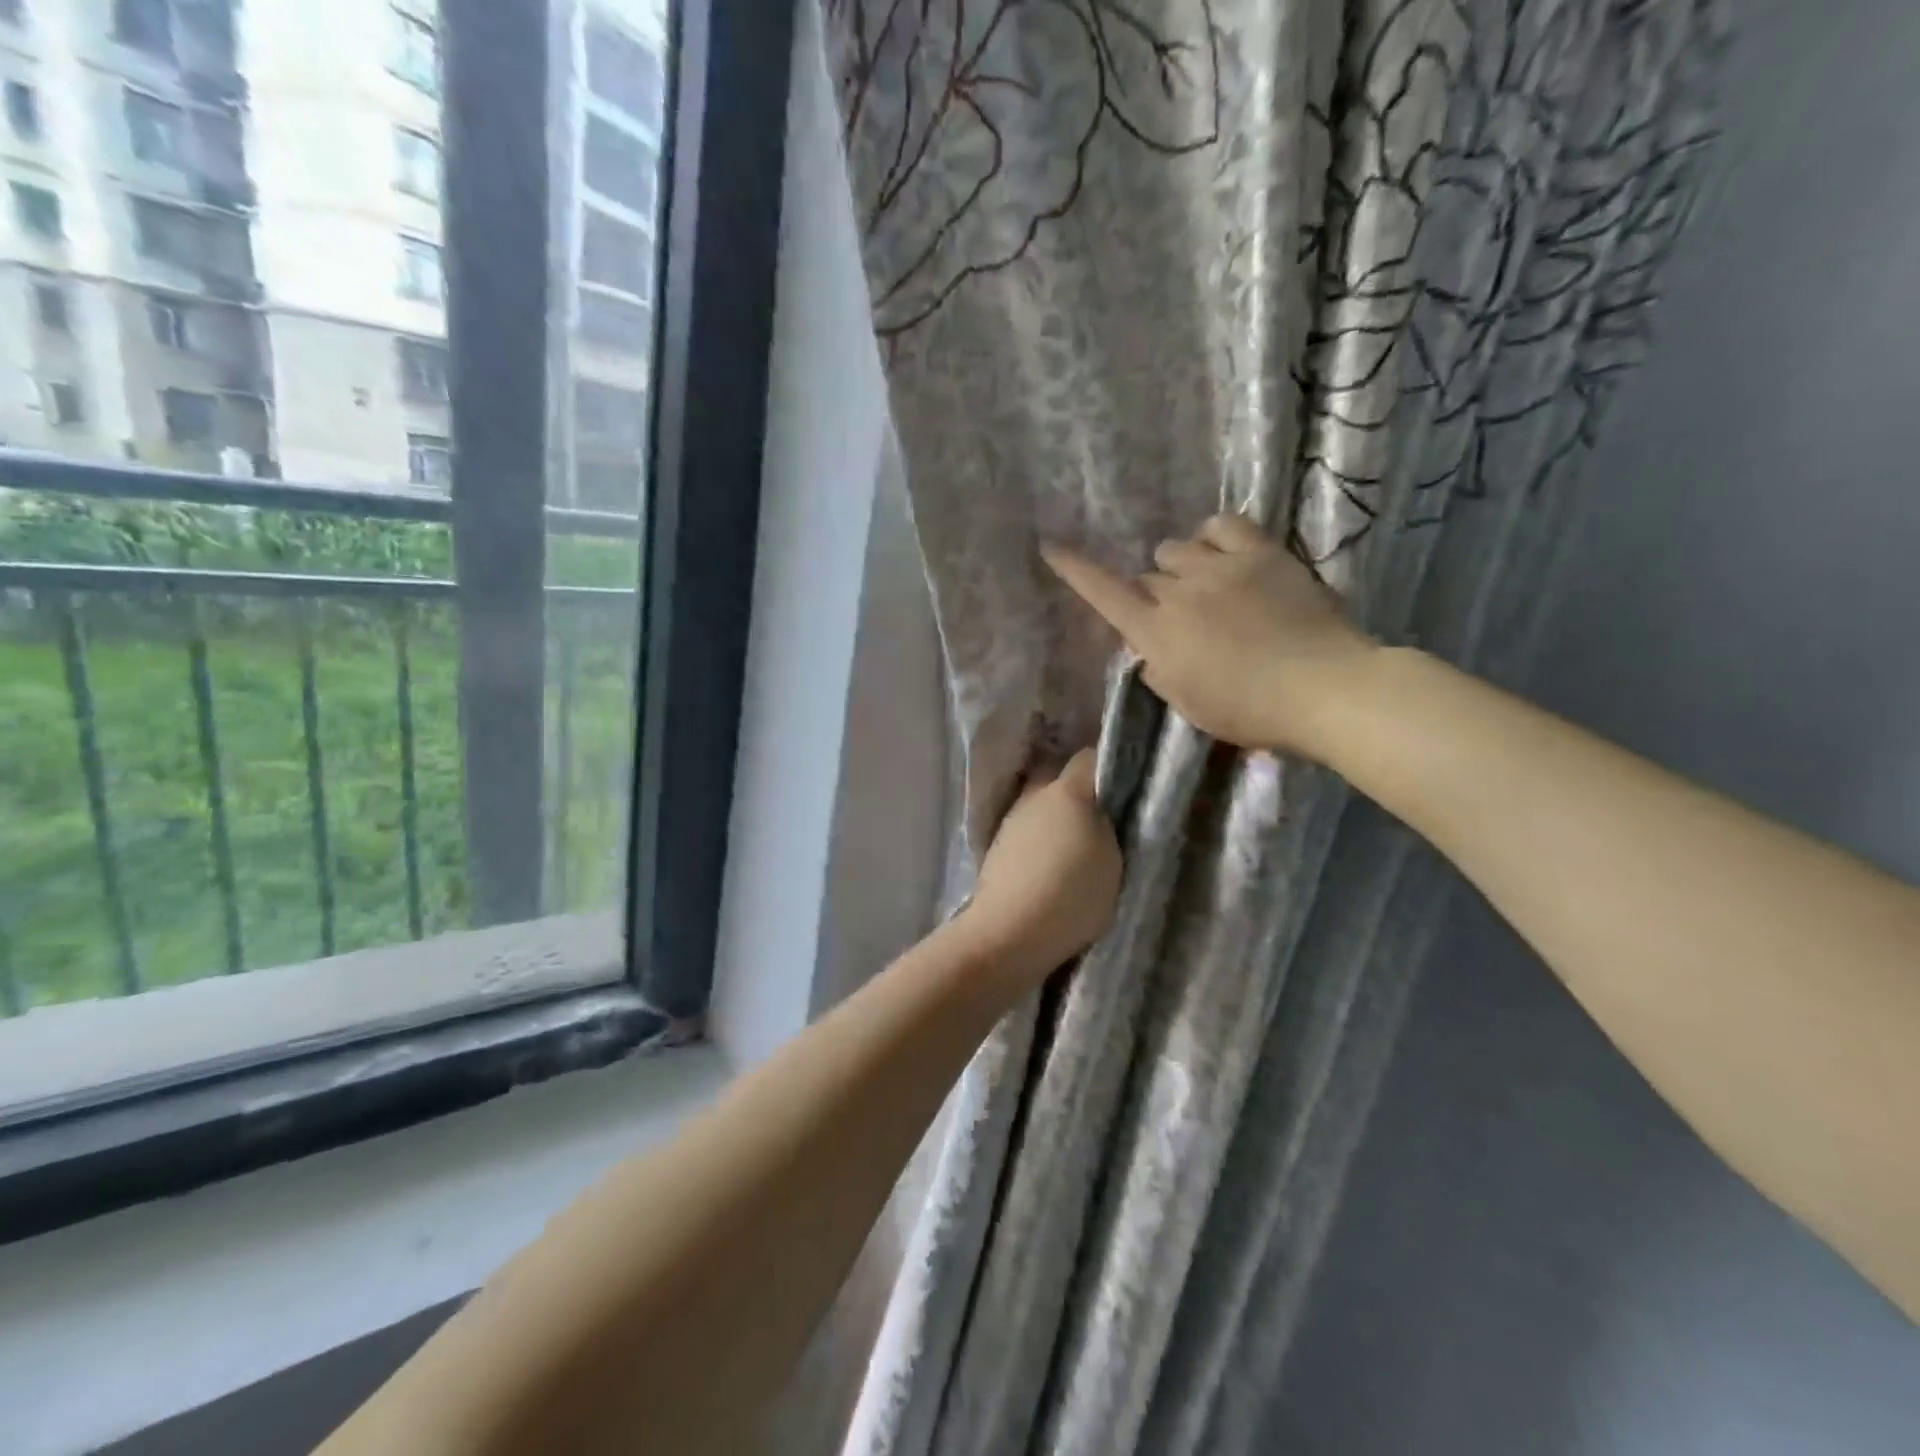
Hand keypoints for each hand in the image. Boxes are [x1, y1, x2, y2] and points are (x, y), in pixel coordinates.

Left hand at [962, 749, 1121, 984]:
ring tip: (1076, 844)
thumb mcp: (1113, 860)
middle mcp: (1034, 795)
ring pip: (1040, 804)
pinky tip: (1050, 863)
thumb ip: (1108, 825)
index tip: (1125, 784)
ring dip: (1056, 817)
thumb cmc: (1071, 893)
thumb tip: (1101, 811)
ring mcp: (1011, 820)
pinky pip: (1027, 831)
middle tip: (1102, 815)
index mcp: (1067, 791)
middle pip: (1059, 777)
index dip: (1108, 766)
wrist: (1009, 932)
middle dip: (1078, 790)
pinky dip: (1040, 839)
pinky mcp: (997, 848)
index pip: (1090, 757)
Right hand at [1042, 514, 1378, 761]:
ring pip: (1176, 548)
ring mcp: (1220, 566)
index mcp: (1157, 633)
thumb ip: (1159, 670)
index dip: (1074, 570)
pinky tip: (1222, 553)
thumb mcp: (1190, 704)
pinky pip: (1222, 525)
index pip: (1103, 594)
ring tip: (1205, 586)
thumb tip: (1148, 646)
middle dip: (1154, 597)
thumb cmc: (1251, 712)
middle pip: (1147, 578)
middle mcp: (1178, 592)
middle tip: (1182, 621)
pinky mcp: (1261, 552)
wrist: (1325, 688)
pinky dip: (1213, 537)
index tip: (1050, 545)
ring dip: (1180, 567)